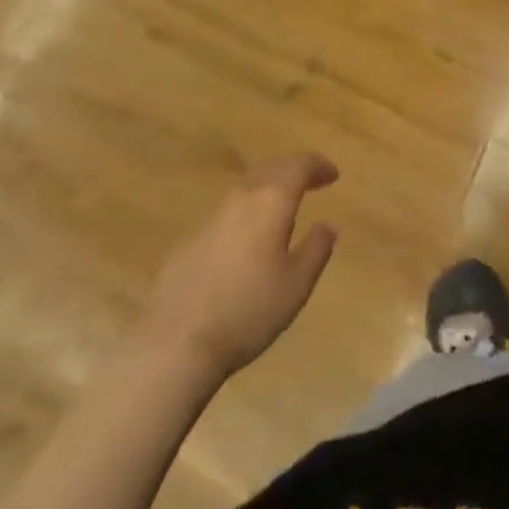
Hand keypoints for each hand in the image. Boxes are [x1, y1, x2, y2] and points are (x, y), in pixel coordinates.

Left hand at [137, 154, 339, 378]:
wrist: (175, 342)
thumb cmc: (247, 311)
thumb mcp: (296, 285)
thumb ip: (317, 249)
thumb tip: (328, 224)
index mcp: (271, 201)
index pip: (299, 166)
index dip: (318, 165)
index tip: (332, 174)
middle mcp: (241, 198)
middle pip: (271, 169)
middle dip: (293, 170)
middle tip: (310, 181)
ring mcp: (210, 217)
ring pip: (246, 188)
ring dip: (268, 189)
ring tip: (281, 206)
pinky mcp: (189, 240)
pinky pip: (226, 213)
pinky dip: (245, 213)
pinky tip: (246, 238)